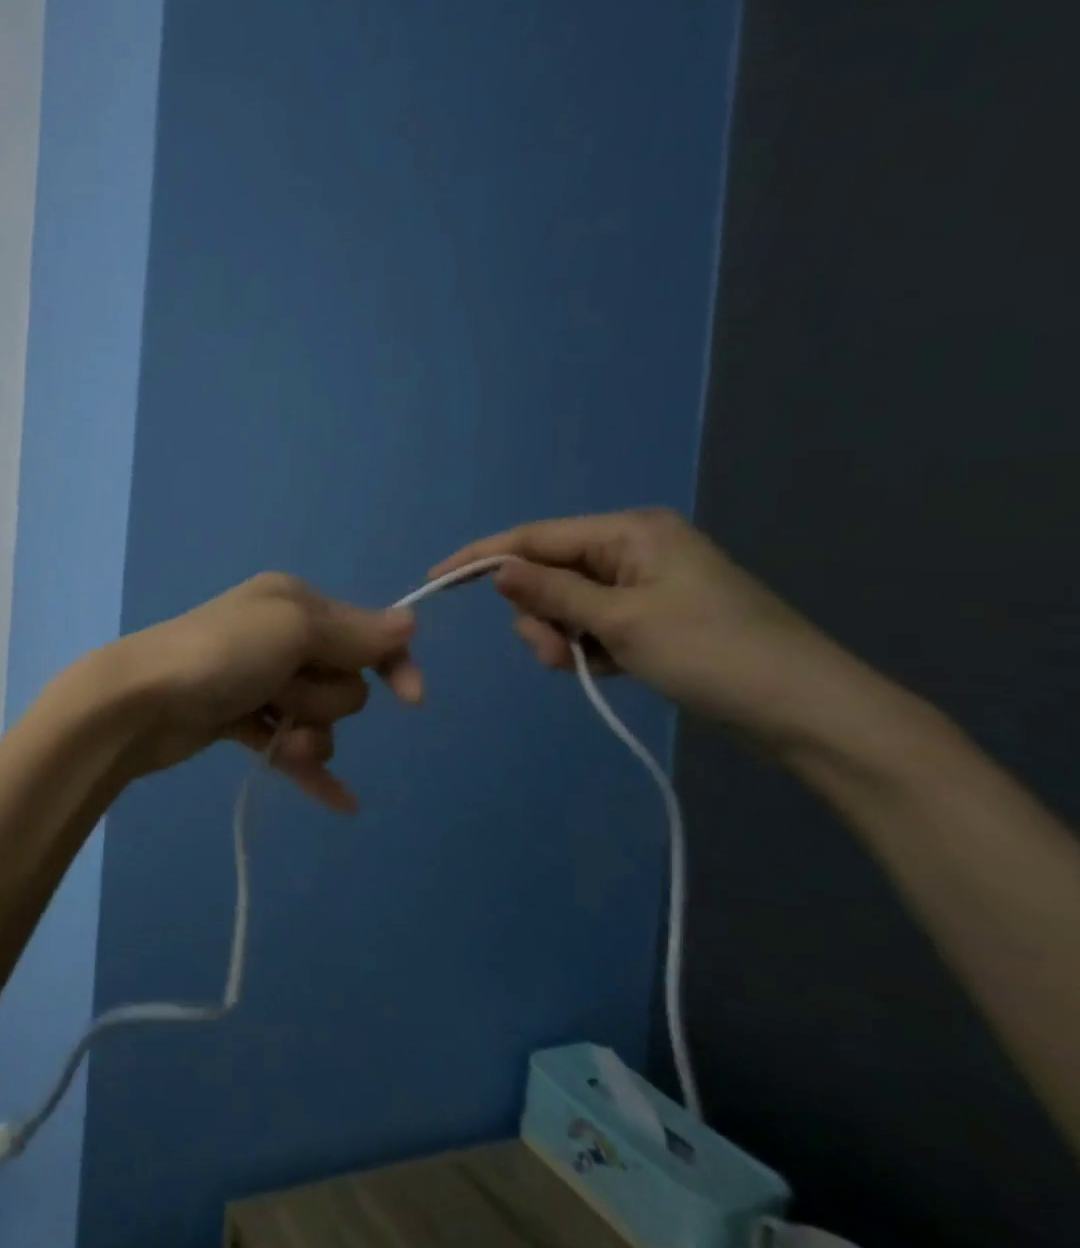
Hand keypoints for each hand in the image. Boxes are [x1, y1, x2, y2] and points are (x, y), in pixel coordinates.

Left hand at [90, 572, 423, 813]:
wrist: (140, 701)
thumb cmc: (221, 655)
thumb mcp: (292, 629)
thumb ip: (353, 632)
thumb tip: (408, 623)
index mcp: (292, 603)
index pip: (364, 632)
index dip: (392, 663)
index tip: (412, 700)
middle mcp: (277, 636)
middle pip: (342, 680)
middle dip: (323, 697)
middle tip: (282, 693)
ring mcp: (256, 682)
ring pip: (318, 719)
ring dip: (308, 734)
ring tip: (273, 732)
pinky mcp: (237, 721)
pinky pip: (288, 747)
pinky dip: (309, 769)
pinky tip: (341, 803)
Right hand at [430, 508, 840, 746]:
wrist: (811, 714)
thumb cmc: (714, 655)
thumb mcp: (621, 622)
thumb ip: (552, 594)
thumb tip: (497, 569)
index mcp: (630, 532)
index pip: (534, 538)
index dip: (481, 557)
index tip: (435, 580)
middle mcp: (634, 549)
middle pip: (548, 573)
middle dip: (538, 614)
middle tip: (555, 655)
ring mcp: (645, 585)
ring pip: (566, 604)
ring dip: (561, 636)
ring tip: (585, 669)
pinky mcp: (654, 618)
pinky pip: (592, 624)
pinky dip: (585, 647)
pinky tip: (603, 670)